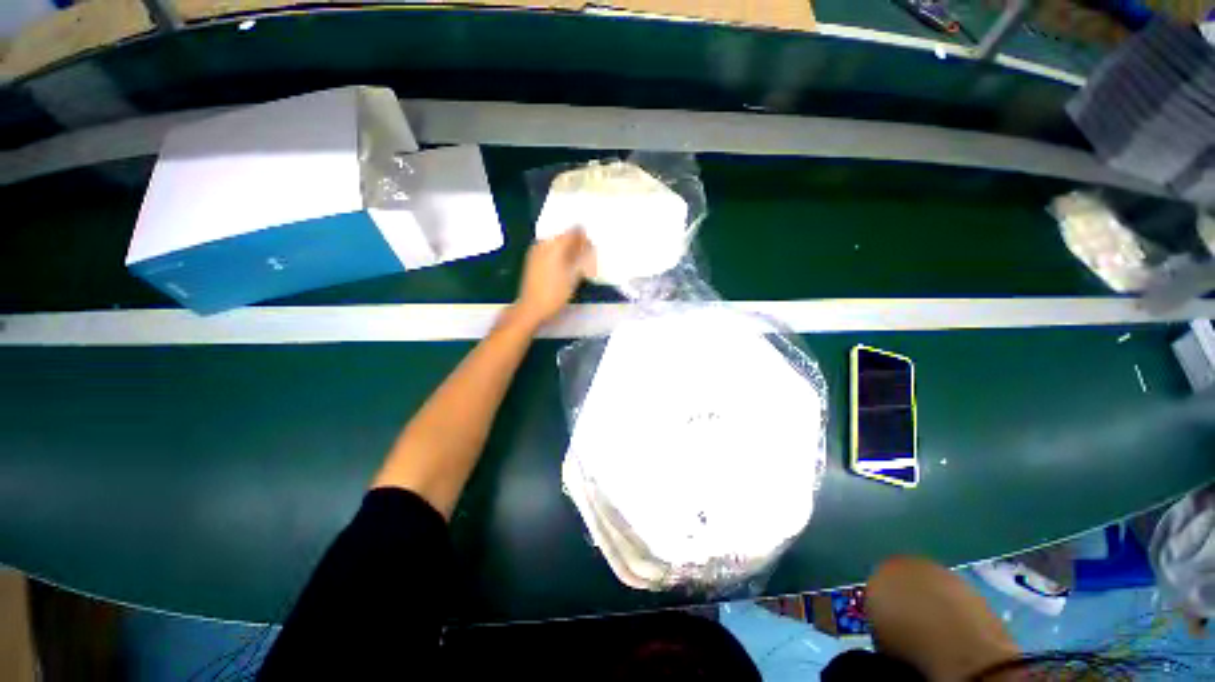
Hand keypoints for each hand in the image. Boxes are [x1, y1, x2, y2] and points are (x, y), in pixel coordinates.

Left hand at [513, 229, 590, 328]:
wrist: (532, 307)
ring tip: (576, 260)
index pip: (573, 231)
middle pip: (563, 235)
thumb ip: (582, 257)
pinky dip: (558, 253)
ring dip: (566, 248)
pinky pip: (548, 249)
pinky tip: (564, 264)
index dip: (584, 236)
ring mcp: (536, 250)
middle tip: (586, 253)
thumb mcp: (574, 276)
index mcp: (555, 245)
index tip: (592, 245)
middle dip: (575, 241)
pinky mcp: (532, 259)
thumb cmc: (555, 293)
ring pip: (555, 242)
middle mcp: (544, 243)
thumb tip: (588, 245)